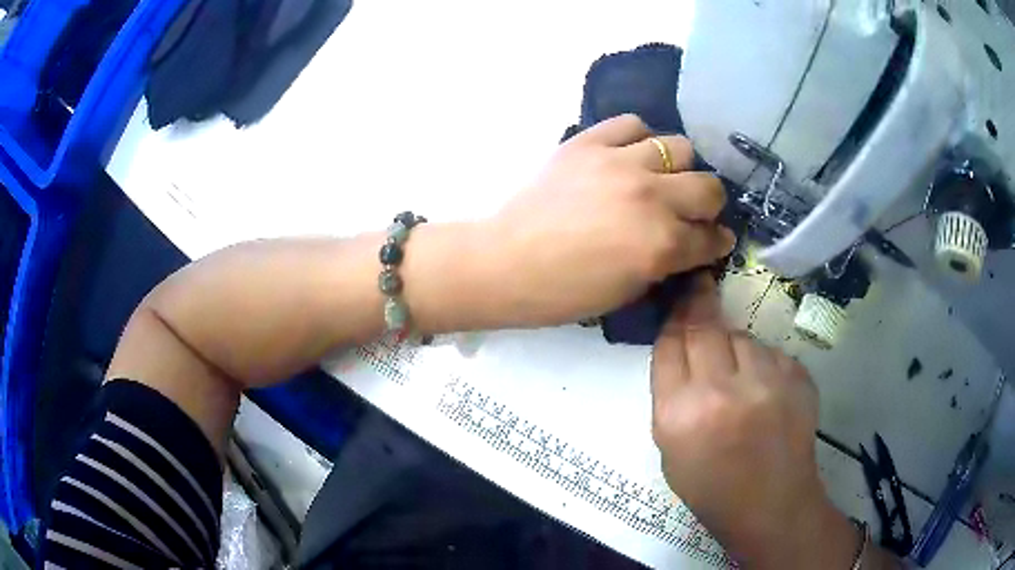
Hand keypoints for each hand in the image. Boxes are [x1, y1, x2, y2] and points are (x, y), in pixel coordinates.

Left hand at [488, 114, 734, 326]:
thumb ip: (666, 263)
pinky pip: (632, 124)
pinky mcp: (589, 142)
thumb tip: (687, 244)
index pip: (711, 238)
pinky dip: (639, 139)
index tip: (715, 240)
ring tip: (661, 178)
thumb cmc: (564, 292)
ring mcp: (620, 163)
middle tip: (692, 212)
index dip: (717, 242)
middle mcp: (651, 198)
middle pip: (708, 187)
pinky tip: (630, 154)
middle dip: (708, 205)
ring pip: (679, 147)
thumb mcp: (628, 292)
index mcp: (661, 246)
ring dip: (678, 168)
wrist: (505, 263)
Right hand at [650, 275, 858, 568]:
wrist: (771, 506)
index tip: (678, 299)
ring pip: (742, 336)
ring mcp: (767, 382)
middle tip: (700, 290)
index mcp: (680, 415)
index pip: (670, 344)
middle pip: (705, 326)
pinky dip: (763, 363)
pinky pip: (771, 352)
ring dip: (734, 345)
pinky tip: (765, 390)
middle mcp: (723, 391)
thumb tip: (681, 346)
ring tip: (740, 375)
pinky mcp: (798, 378)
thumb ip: (671, 395)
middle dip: (699, 305)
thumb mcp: (670, 449)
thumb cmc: (712, 487)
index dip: (673, 316)